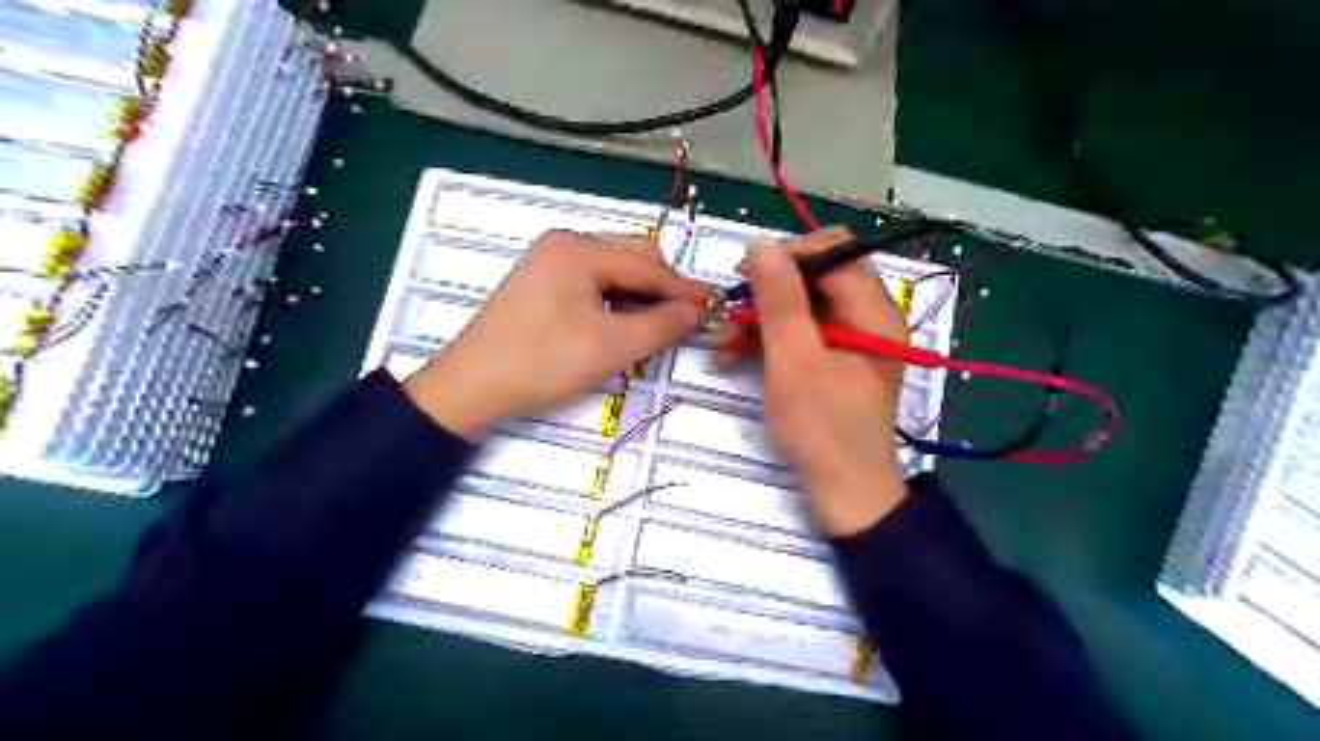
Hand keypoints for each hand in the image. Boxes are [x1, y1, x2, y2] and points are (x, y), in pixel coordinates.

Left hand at [403, 228, 712, 438]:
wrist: (471, 386)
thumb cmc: (543, 362)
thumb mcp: (613, 346)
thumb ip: (663, 324)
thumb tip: (700, 311)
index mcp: (579, 249)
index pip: (648, 266)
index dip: (684, 289)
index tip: (715, 305)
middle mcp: (564, 244)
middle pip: (631, 258)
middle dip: (661, 289)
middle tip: (683, 321)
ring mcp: (548, 261)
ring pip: (613, 270)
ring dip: (638, 295)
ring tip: (654, 326)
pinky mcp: (540, 283)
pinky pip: (592, 282)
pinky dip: (614, 300)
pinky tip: (621, 323)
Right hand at [713, 224, 908, 532]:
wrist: (844, 494)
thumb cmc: (822, 429)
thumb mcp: (794, 361)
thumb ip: (780, 300)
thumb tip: (762, 243)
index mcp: (873, 312)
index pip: (833, 253)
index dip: (787, 255)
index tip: (744, 275)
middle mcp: (868, 317)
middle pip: (814, 278)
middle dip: (767, 293)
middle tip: (729, 312)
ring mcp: (850, 340)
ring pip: (801, 307)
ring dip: (760, 319)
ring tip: (723, 345)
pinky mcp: (833, 361)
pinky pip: (799, 334)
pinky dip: (768, 340)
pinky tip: (735, 357)